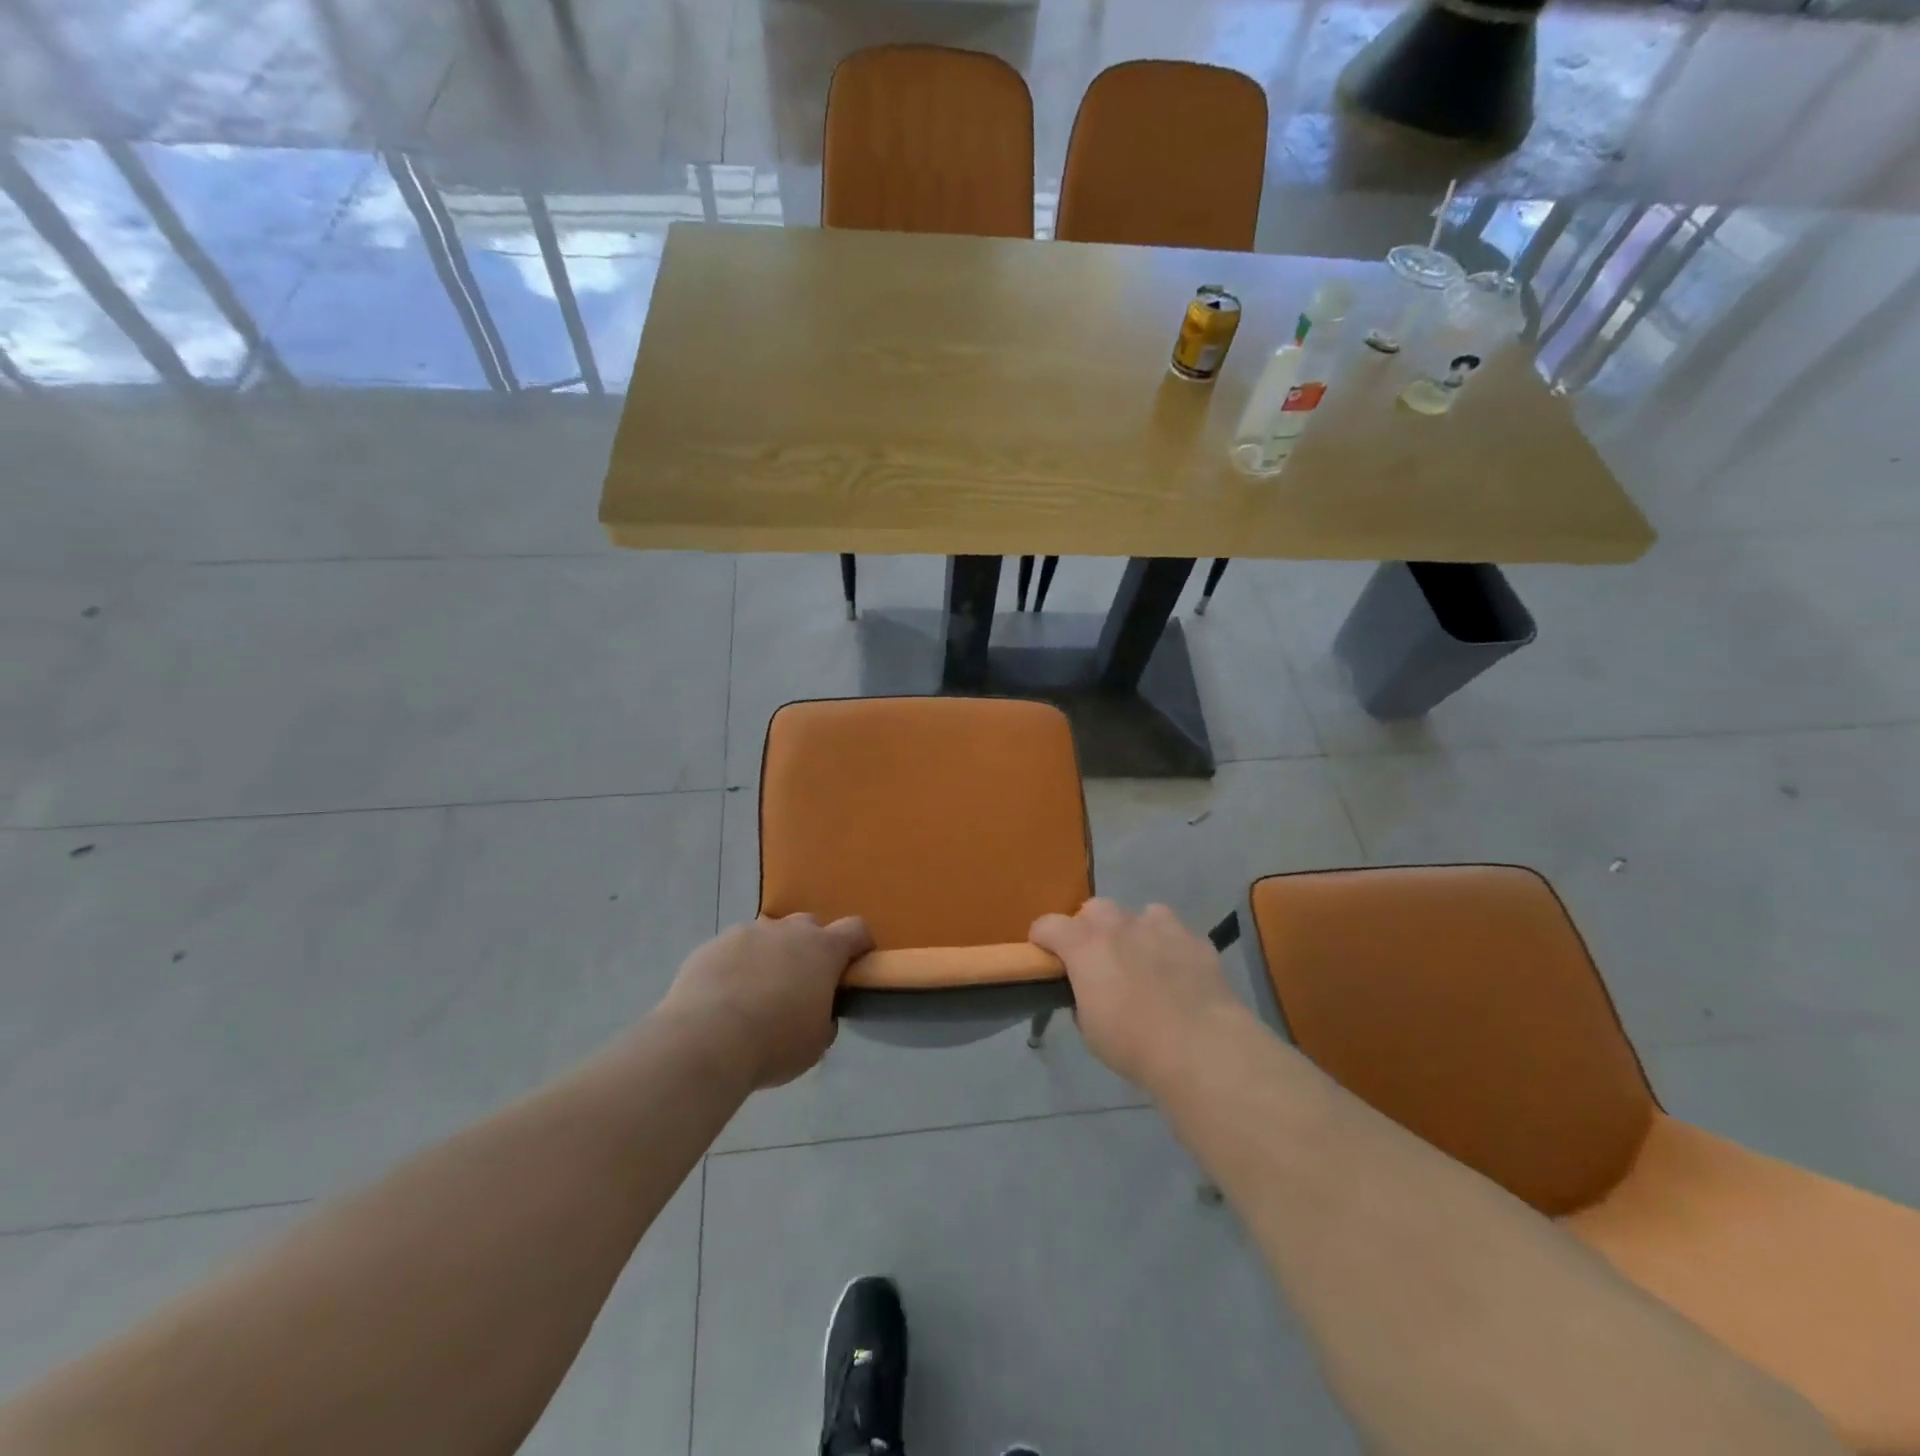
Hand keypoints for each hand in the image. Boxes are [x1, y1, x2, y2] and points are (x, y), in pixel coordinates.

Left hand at [657, 914, 872, 1089]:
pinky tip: (724, 997)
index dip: (860, 944)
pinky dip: (736, 966)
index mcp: (823, 949)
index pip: (856, 929)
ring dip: (770, 955)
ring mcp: (747, 932)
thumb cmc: (774, 1043)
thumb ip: (825, 1018)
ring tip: (757, 991)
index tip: (856, 964)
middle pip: (809, 925)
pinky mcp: (712, 945)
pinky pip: (733, 949)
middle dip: (810, 947)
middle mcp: (787, 930)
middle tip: (801, 983)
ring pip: (768, 935)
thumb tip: (819, 1012)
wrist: (704, 1040)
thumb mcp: (815, 1042)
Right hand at [1030, 898, 1250, 1091]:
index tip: (1045, 955)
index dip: (1042, 938)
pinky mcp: (1194, 939)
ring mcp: (1159, 927)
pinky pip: (1173, 931)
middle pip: (1094, 909)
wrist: (1201, 1046)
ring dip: (1133, 932)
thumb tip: (1088, 990)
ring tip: (1141, 961)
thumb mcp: (1089, 1029)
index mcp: (1085, 945)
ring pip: (1138, 914)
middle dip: (1090, 929)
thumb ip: (1082, 997)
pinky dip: (1169, 944)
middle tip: (1097, 961)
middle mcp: (1119, 926)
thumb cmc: (1133, 1044)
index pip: (1048, 924)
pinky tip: (1176, 970)